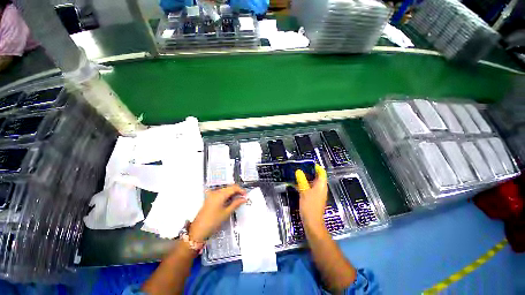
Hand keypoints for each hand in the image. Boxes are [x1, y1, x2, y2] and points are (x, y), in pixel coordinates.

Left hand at [189, 185, 246, 242]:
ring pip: (225, 190)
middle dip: (237, 191)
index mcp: (220, 194)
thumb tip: (244, 199)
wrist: (198, 230)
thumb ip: (236, 203)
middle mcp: (216, 192)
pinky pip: (221, 193)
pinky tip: (230, 201)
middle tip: (243, 198)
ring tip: (238, 200)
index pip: (234, 188)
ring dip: (232, 193)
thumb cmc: (213, 221)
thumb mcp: (227, 212)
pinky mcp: (210, 198)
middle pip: (229, 187)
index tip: (246, 196)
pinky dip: (227, 195)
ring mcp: (212, 194)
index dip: (241, 190)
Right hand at [295, 165, 327, 229]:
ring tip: (297, 174)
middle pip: (317, 176)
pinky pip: (310, 188)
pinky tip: (297, 184)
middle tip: (299, 168)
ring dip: (306, 178)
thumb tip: (298, 171)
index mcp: (321, 185)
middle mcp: (321, 188)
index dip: (316, 166)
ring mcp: (318, 193)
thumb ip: (302, 180)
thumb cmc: (310, 206)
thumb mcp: (304, 191)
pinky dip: (305, 184)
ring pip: (312, 182)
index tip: (307, 163)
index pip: (321, 172)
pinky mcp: (314, 198)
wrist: (312, 223)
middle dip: (309, 171)